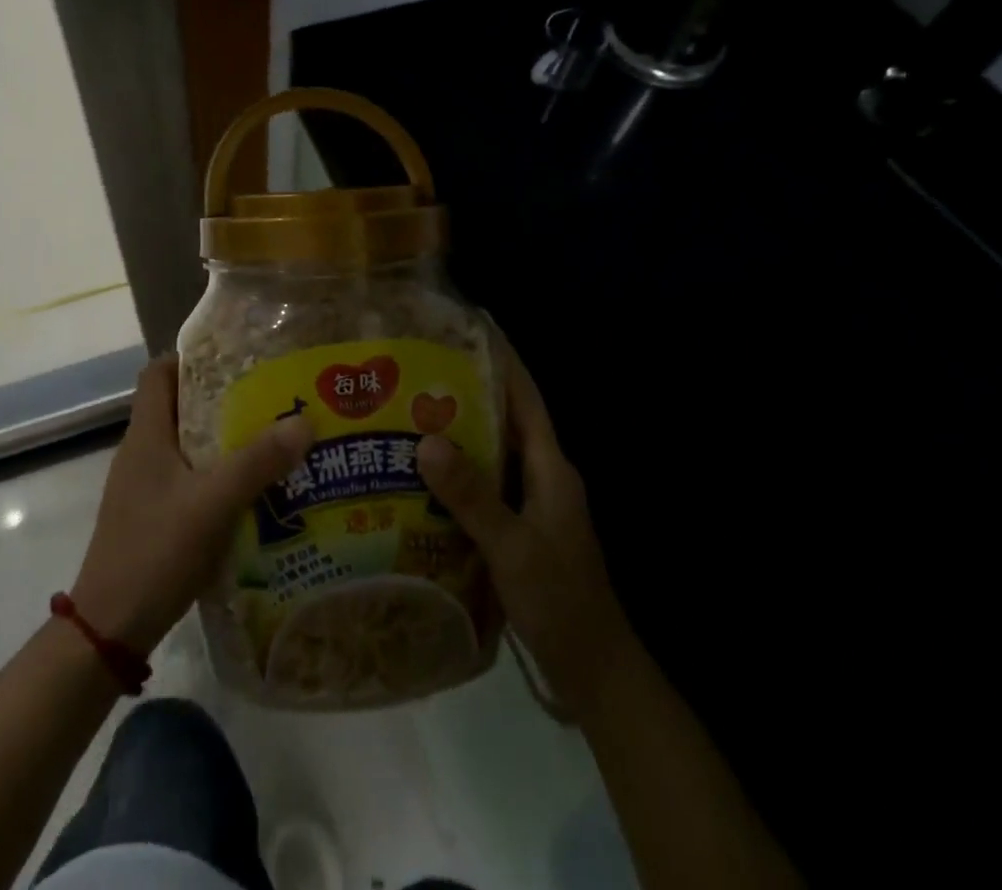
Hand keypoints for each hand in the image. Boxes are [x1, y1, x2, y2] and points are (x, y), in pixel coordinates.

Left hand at [71, 356, 313, 656]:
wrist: (109, 628)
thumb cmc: (155, 551)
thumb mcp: (213, 503)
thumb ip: (257, 462)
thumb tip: (304, 420)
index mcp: (146, 434)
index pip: (158, 372)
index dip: (191, 358)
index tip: (235, 359)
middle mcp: (140, 452)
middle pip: (177, 406)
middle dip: (220, 399)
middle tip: (267, 398)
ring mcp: (142, 487)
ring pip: (184, 445)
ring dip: (220, 440)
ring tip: (268, 440)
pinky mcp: (149, 516)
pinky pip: (185, 479)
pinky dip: (214, 475)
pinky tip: (249, 492)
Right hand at [417, 333, 627, 714]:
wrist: (595, 672)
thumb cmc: (562, 602)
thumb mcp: (514, 548)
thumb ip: (473, 496)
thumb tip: (427, 440)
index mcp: (552, 469)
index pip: (526, 399)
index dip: (503, 362)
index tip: (471, 329)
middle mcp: (542, 478)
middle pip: (504, 421)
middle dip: (465, 394)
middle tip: (415, 374)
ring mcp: (531, 506)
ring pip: (491, 455)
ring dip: (456, 435)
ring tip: (406, 416)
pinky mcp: (517, 530)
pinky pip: (483, 487)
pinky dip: (455, 475)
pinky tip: (417, 478)